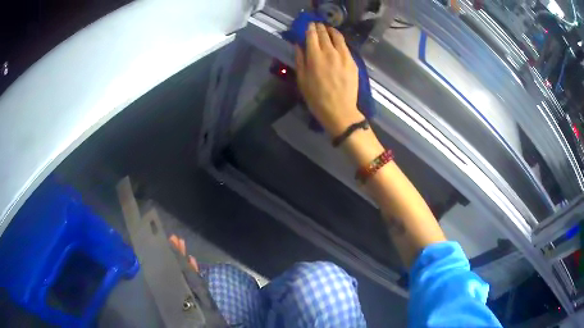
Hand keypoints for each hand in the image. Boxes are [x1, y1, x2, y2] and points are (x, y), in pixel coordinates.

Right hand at [295, 23, 363, 136]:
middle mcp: (330, 52)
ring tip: (328, 29)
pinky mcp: (353, 62)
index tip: (308, 24)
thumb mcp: (302, 80)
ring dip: (331, 30)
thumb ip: (300, 60)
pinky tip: (338, 41)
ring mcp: (343, 56)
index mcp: (315, 56)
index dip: (309, 27)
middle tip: (317, 25)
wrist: (340, 110)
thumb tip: (298, 45)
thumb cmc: (316, 98)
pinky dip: (340, 40)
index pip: (312, 35)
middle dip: (319, 27)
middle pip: (324, 33)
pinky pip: (346, 46)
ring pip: (337, 37)